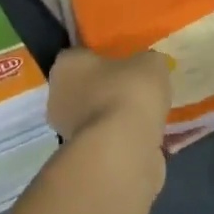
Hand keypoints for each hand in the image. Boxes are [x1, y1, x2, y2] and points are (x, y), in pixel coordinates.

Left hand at [46, 48, 171, 192]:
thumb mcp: (150, 63)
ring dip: (120, 117)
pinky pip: (111, 141)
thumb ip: (147, 62)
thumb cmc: (127, 93)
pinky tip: (154, 138)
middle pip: (87, 88)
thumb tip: (150, 67)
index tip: (124, 60)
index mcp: (65, 66)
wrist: (123, 151)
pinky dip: (129, 141)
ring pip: (99, 117)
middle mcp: (58, 97)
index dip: (102, 56)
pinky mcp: (87, 158)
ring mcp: (69, 131)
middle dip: (110, 89)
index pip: (80, 55)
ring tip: (152, 116)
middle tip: (139, 88)